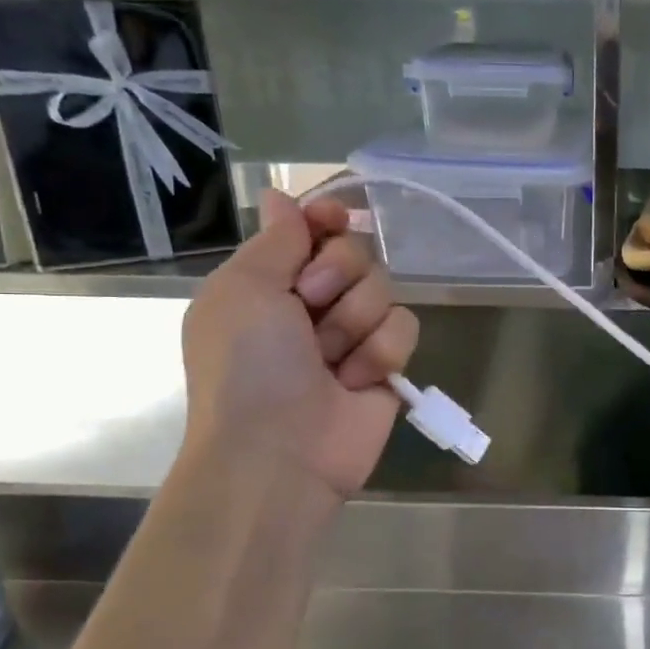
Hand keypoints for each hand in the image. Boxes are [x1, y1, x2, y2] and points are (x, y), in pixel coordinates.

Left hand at [181, 189, 417, 495]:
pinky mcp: (386, 363)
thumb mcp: (244, 289)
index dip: (326, 219)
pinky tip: (357, 381)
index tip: (333, 220)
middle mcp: (311, 304)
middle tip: (309, 307)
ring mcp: (352, 335)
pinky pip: (406, 326)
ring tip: (331, 360)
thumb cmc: (248, 366)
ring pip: (384, 288)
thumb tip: (281, 196)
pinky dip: (381, 351)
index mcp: (268, 282)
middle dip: (336, 276)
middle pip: (355, 252)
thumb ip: (275, 240)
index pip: (311, 229)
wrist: (279, 452)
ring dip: (355, 321)